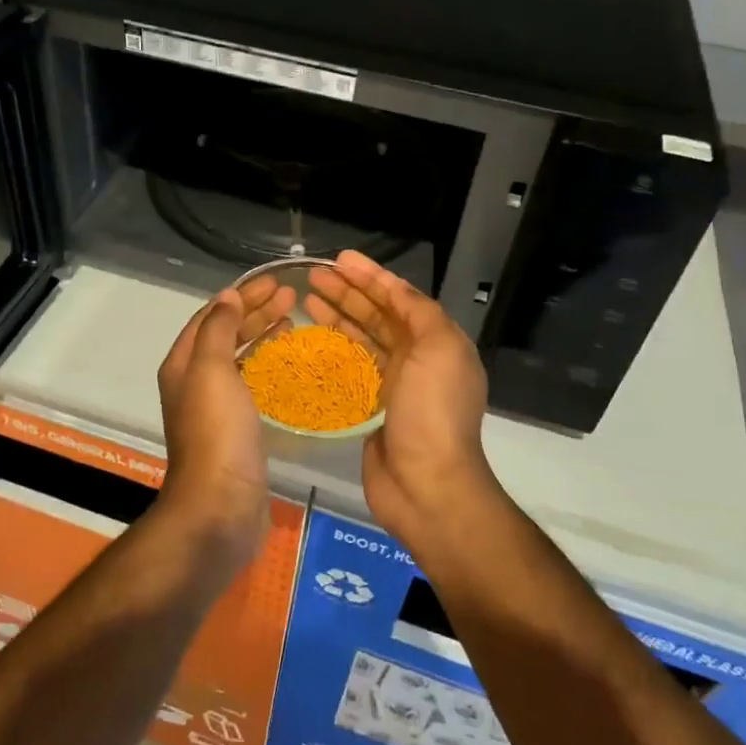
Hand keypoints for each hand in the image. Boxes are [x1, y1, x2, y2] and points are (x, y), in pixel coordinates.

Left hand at [155, 277, 294, 570]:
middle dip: (255, 311)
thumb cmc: (216, 432)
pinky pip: (252, 384)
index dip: (241, 295)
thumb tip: (228, 296)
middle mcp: (195, 382)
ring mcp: (216, 407)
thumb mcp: (211, 369)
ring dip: (262, 335)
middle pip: (226, 334)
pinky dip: (268, 365)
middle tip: (291, 295)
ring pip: (240, 358)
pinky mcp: (237, 429)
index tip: (274, 281)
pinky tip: (287, 363)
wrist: (221, 506)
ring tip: (292, 319)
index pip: (211, 316)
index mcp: (183, 364)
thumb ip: (218, 330)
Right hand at [307, 251, 502, 550]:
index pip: (400, 298)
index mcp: (437, 342)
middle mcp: (417, 359)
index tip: (340, 259)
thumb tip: (395, 288)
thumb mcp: (439, 348)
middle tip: (313, 276)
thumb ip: (419, 311)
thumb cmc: (432, 411)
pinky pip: (349, 370)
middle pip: (378, 315)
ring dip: (337, 316)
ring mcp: (394, 385)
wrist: (426, 485)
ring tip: (306, 298)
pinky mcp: (371, 408)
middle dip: (348, 292)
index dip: (371, 276)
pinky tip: (309, 340)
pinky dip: (332, 352)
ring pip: (361, 340)